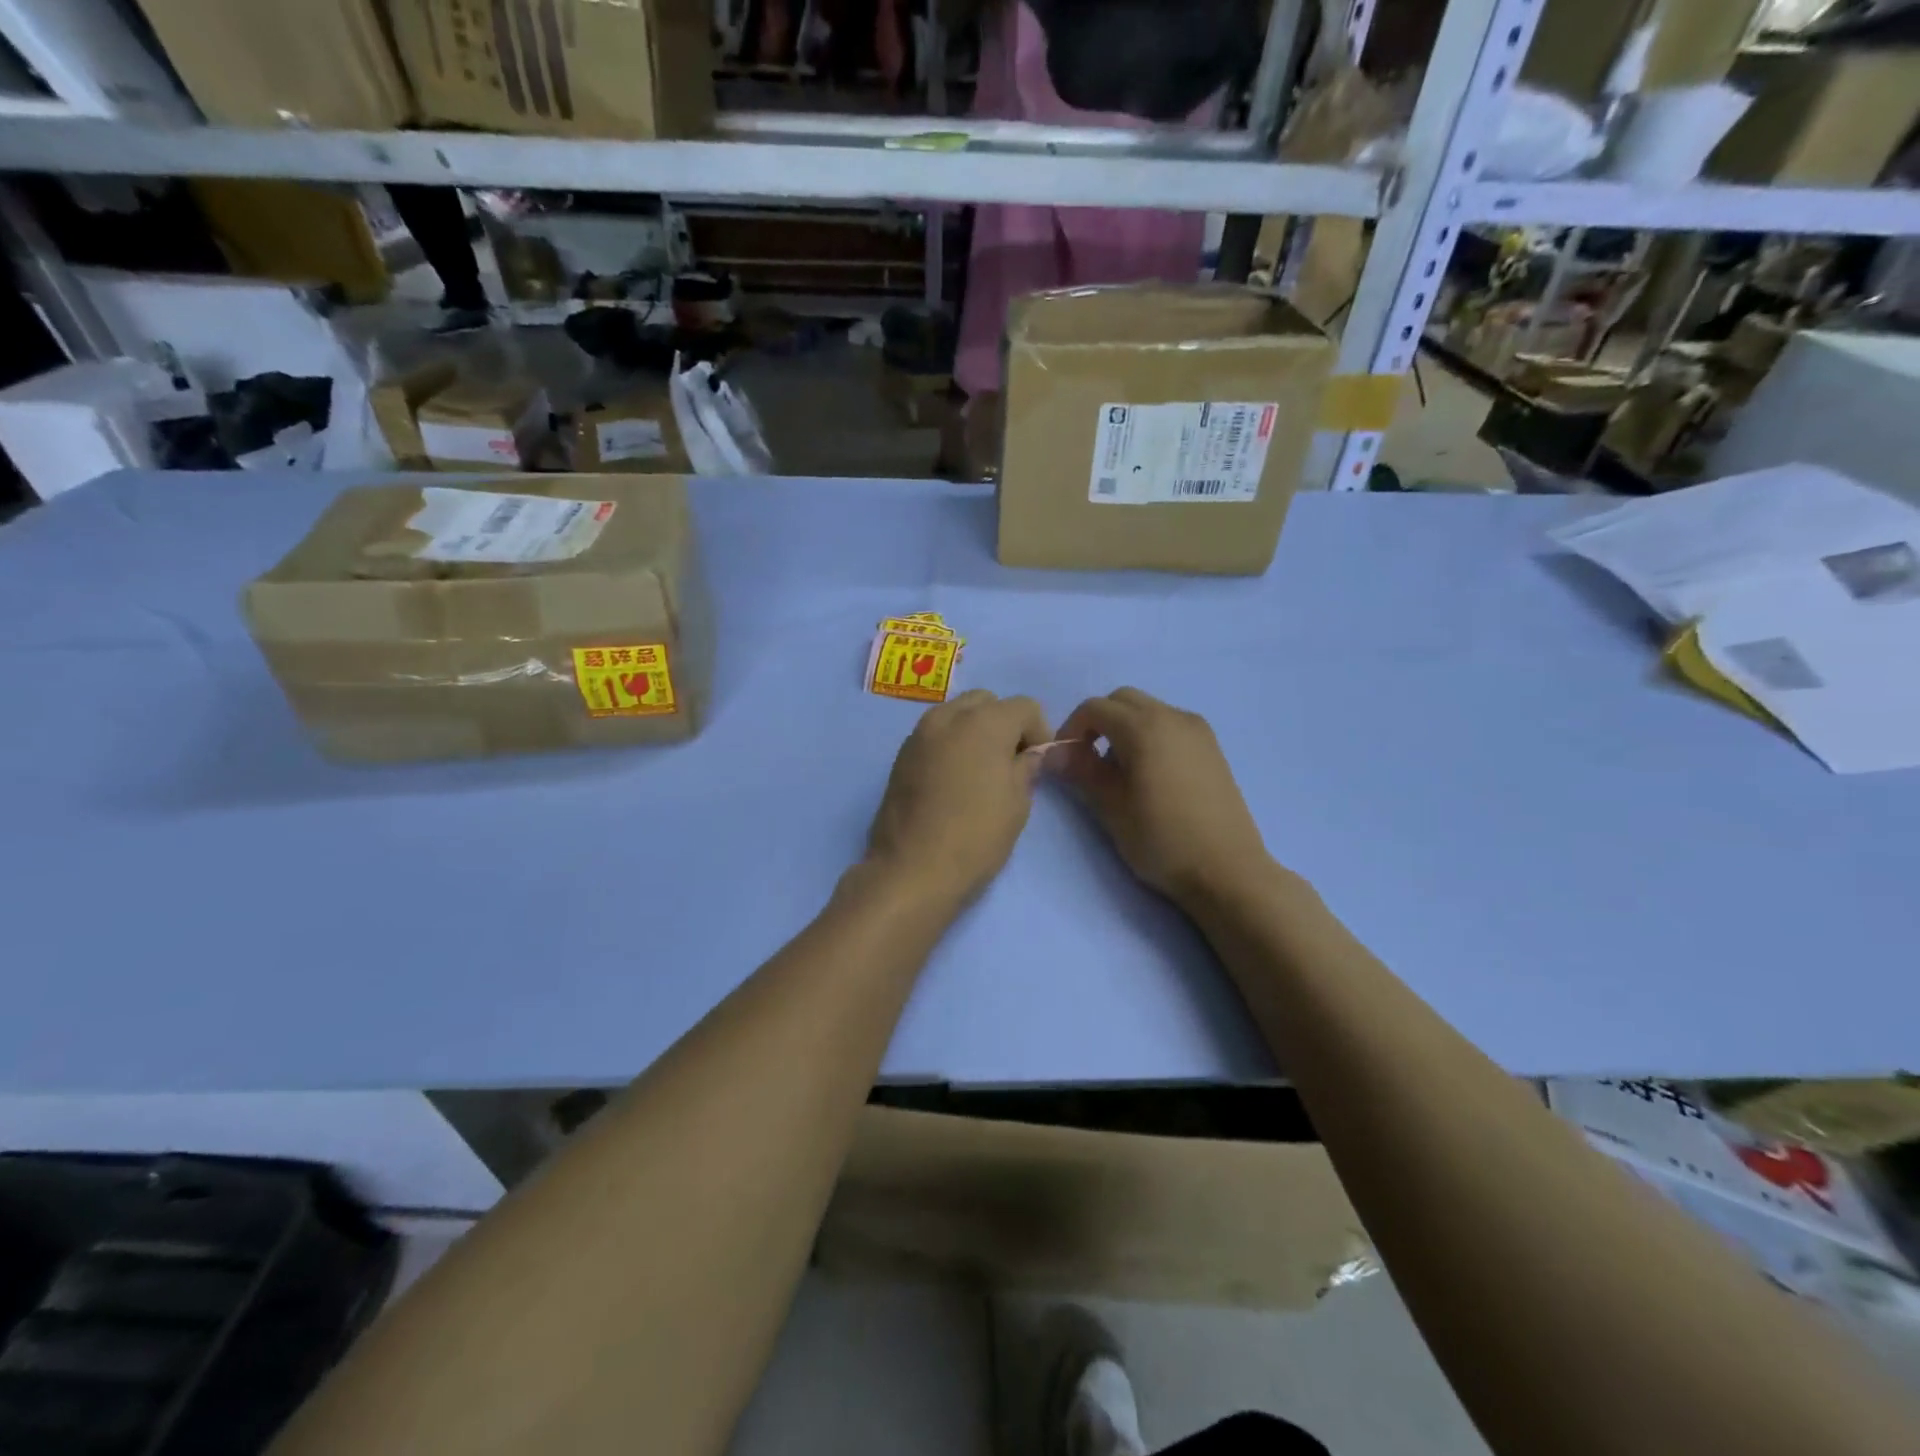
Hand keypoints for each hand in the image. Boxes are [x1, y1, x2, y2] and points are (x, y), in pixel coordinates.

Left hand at [866, 690, 1050, 906]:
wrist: (912, 870)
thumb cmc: (975, 837)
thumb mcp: (1017, 804)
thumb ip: (1026, 768)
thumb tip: (1028, 754)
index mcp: (984, 722)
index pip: (1024, 706)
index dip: (1039, 731)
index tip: (1038, 763)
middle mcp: (948, 717)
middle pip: (986, 702)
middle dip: (1004, 724)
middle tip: (1010, 763)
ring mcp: (919, 734)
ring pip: (956, 714)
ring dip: (974, 731)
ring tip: (980, 772)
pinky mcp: (901, 755)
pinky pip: (935, 735)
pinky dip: (950, 744)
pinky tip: (953, 781)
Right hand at [1052, 688, 1273, 910]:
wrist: (1228, 870)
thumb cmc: (1162, 840)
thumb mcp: (1111, 807)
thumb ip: (1081, 771)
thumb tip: (1053, 752)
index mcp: (1144, 727)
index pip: (1094, 708)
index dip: (1071, 729)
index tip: (1065, 760)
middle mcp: (1173, 716)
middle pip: (1123, 700)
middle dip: (1098, 722)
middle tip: (1087, 760)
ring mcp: (1197, 730)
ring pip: (1148, 710)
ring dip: (1124, 728)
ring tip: (1119, 772)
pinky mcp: (1212, 747)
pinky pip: (1170, 725)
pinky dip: (1150, 735)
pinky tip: (1150, 775)